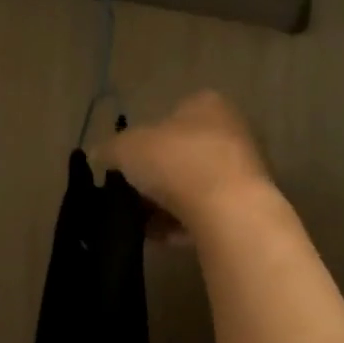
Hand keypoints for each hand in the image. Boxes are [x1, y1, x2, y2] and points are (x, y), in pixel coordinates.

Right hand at [94, 91, 293, 239]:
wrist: (226, 209)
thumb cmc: (175, 162)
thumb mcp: (124, 148)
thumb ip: (108, 149)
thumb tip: (99, 155)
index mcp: (205, 105)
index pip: (168, 117)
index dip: (141, 142)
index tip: (124, 167)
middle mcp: (230, 130)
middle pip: (180, 155)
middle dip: (153, 178)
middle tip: (129, 196)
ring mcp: (241, 170)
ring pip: (190, 187)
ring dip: (163, 205)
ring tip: (140, 221)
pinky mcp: (244, 206)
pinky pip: (202, 214)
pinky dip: (180, 225)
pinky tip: (160, 237)